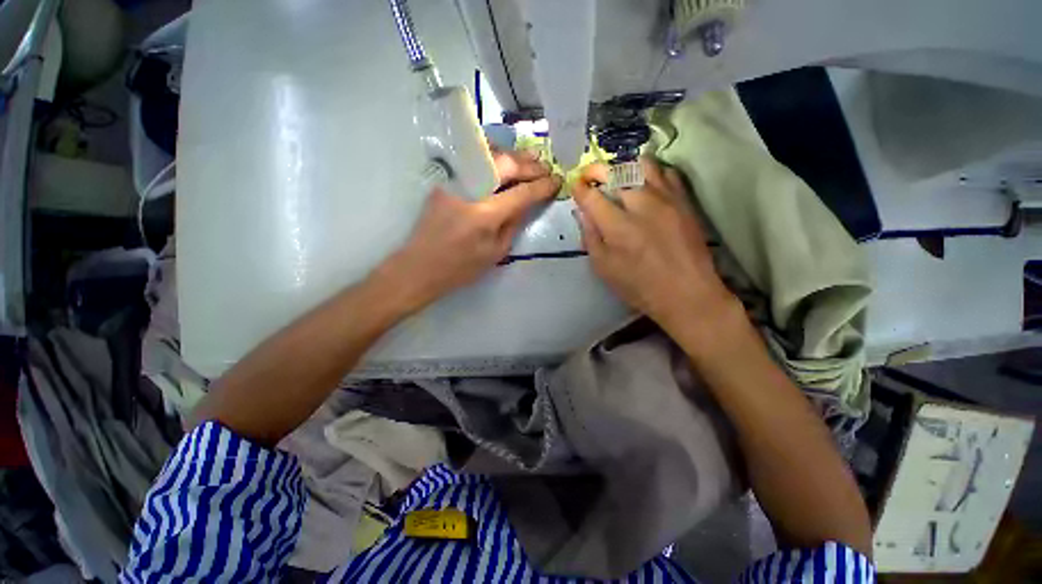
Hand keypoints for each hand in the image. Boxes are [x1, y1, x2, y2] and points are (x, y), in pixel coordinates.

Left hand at [374, 151, 560, 312]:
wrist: (419, 267)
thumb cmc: (460, 268)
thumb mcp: (495, 253)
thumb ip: (513, 224)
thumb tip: (527, 203)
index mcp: (485, 215)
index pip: (522, 193)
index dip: (542, 186)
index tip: (557, 181)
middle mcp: (470, 191)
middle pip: (505, 166)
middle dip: (530, 165)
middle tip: (546, 167)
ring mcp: (454, 182)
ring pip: (488, 156)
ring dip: (513, 156)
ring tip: (532, 158)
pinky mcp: (445, 181)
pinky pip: (473, 161)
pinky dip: (493, 157)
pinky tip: (505, 161)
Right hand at [573, 158, 735, 333]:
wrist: (686, 293)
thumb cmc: (639, 286)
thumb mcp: (604, 268)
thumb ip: (590, 237)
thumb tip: (582, 212)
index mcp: (618, 227)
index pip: (592, 196)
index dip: (579, 188)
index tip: (575, 186)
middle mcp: (641, 205)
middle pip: (615, 172)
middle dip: (596, 170)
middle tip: (590, 176)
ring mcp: (666, 199)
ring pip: (642, 164)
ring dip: (624, 166)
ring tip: (618, 177)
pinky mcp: (684, 200)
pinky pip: (666, 172)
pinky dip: (650, 172)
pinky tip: (645, 184)